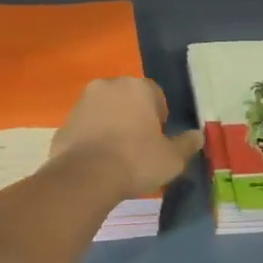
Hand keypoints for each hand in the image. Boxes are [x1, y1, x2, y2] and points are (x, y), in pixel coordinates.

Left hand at [51, 78, 204, 198]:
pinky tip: (98, 161)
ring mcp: (82, 103)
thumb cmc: (136, 161)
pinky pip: (85, 127)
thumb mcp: (172, 158)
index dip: (159, 116)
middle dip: (134, 116)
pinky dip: (92, 137)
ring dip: (112, 125)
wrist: (85, 177)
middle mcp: (107, 86)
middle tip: (140, 145)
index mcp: (136, 87)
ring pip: (104, 110)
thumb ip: (186, 144)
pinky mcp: (64, 122)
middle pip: (127, 98)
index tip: (159, 137)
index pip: (155, 94)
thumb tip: (197, 136)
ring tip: (118, 154)